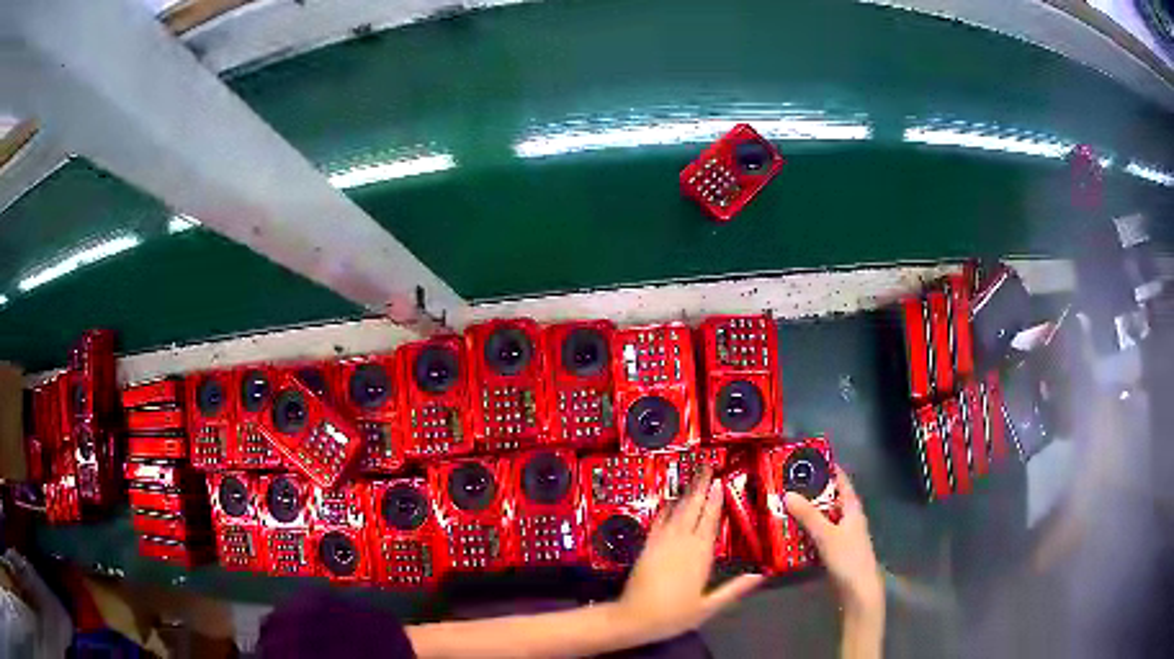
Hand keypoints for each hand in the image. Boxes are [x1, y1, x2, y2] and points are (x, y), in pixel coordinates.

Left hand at [612, 469, 763, 643]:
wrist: (634, 618)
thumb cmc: (674, 615)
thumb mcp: (709, 607)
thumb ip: (734, 589)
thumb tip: (761, 575)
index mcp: (699, 556)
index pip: (710, 523)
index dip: (715, 501)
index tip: (720, 482)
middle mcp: (681, 544)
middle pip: (692, 510)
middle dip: (700, 488)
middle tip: (706, 466)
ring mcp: (661, 543)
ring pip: (675, 512)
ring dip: (685, 494)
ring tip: (693, 477)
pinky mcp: (647, 547)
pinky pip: (658, 522)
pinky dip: (664, 509)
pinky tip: (668, 501)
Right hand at [784, 467, 882, 614]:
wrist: (858, 589)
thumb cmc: (848, 557)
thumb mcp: (826, 535)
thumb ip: (808, 515)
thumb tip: (787, 493)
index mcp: (852, 507)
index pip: (841, 480)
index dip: (827, 468)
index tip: (806, 459)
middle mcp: (848, 517)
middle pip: (830, 498)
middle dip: (811, 491)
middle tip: (786, 483)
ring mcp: (842, 534)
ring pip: (823, 517)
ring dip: (806, 512)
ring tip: (782, 505)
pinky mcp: (835, 549)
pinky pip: (818, 533)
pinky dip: (806, 530)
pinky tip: (790, 532)